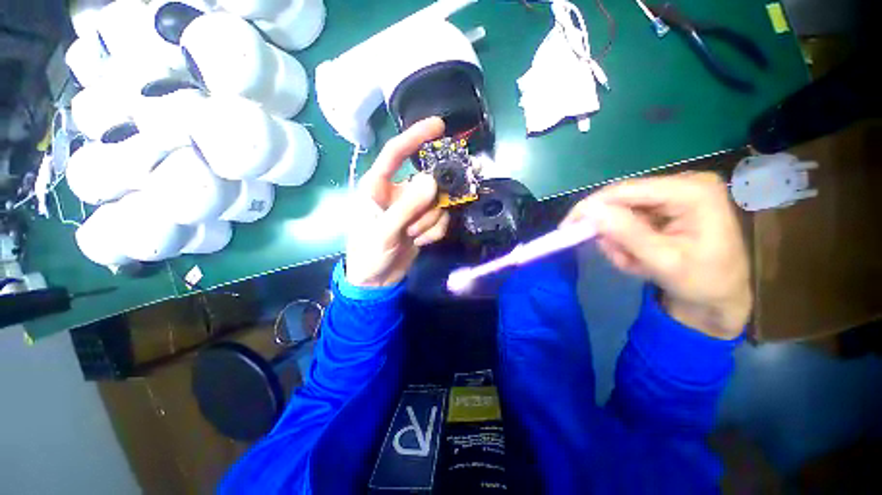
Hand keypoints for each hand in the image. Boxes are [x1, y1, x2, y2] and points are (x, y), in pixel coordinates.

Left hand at [345, 117, 449, 287]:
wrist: (376, 281)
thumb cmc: (368, 253)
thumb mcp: (384, 231)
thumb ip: (407, 206)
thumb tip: (432, 181)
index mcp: (378, 186)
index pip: (396, 152)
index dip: (415, 136)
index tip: (439, 126)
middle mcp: (398, 192)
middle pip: (427, 181)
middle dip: (428, 203)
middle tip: (418, 221)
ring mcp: (413, 208)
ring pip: (436, 203)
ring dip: (428, 222)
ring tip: (412, 236)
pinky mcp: (423, 222)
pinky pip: (440, 219)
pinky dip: (434, 231)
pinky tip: (420, 241)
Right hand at [563, 172, 751, 338]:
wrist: (721, 297)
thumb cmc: (703, 283)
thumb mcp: (664, 262)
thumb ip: (627, 234)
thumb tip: (590, 211)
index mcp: (692, 192)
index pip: (626, 190)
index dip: (591, 207)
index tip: (566, 227)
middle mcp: (683, 184)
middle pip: (623, 201)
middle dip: (612, 232)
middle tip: (618, 258)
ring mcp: (675, 193)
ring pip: (622, 212)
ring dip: (620, 240)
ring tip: (635, 263)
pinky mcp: (667, 205)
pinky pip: (629, 219)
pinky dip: (626, 240)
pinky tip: (640, 257)